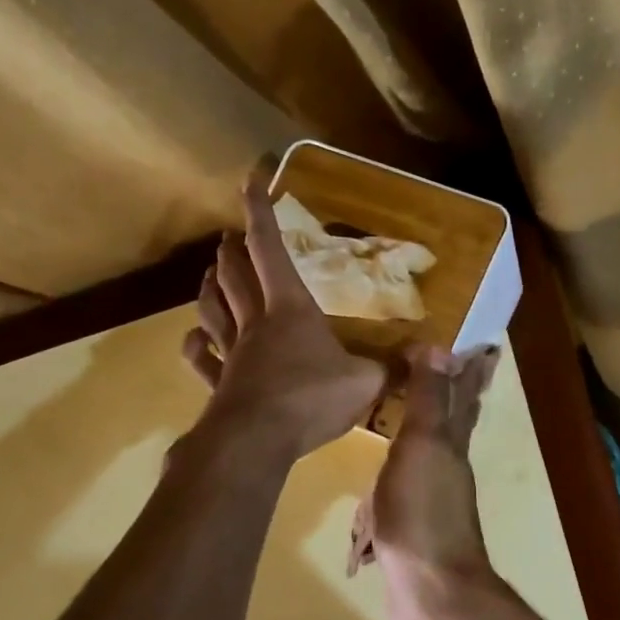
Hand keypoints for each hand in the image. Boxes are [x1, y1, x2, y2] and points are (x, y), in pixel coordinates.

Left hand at [182, 170, 386, 458]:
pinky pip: (202, 358)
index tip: (249, 178)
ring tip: (210, 273)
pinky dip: (196, 344)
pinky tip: (195, 338)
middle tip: (230, 235)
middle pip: (236, 275)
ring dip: (210, 286)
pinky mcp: (219, 384)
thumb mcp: (366, 382)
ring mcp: (232, 353)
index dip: (260, 212)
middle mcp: (256, 323)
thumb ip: (392, 368)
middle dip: (232, 249)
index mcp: (291, 309)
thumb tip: (425, 357)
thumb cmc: (313, 399)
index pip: (271, 249)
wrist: (258, 440)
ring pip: (213, 309)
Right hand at [348, 344, 500, 593]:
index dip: (470, 369)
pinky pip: (400, 492)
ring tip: (402, 416)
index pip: (463, 395)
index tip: (481, 343)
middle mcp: (447, 467)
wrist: (429, 589)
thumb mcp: (423, 447)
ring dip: (420, 435)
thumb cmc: (423, 513)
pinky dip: (391, 479)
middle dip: (451, 396)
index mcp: (451, 444)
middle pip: (453, 423)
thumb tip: (442, 347)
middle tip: (444, 370)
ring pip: (427, 456)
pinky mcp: (411, 527)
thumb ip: (431, 400)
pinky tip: (378, 483)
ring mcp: (431, 500)